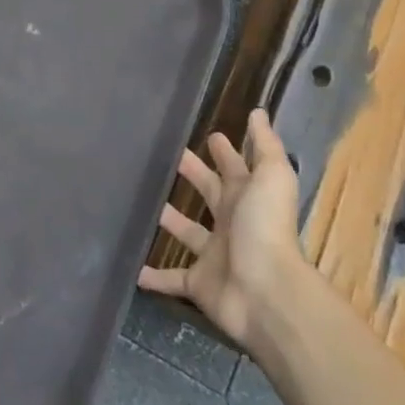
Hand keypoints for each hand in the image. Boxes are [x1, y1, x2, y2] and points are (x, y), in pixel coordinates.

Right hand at [138, 109, 304, 346]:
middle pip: (209, 193)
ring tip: (141, 202)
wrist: (267, 293)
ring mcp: (214, 255)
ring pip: (187, 231)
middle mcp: (231, 223)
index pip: (233, 168)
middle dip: (193, 174)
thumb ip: (265, 145)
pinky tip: (132, 267)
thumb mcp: (272, 177)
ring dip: (169, 220)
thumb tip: (258, 111)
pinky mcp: (198, 283)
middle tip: (165, 155)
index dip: (224, 152)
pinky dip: (154, 276)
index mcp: (247, 198)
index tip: (208, 133)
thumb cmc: (266, 228)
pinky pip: (171, 278)